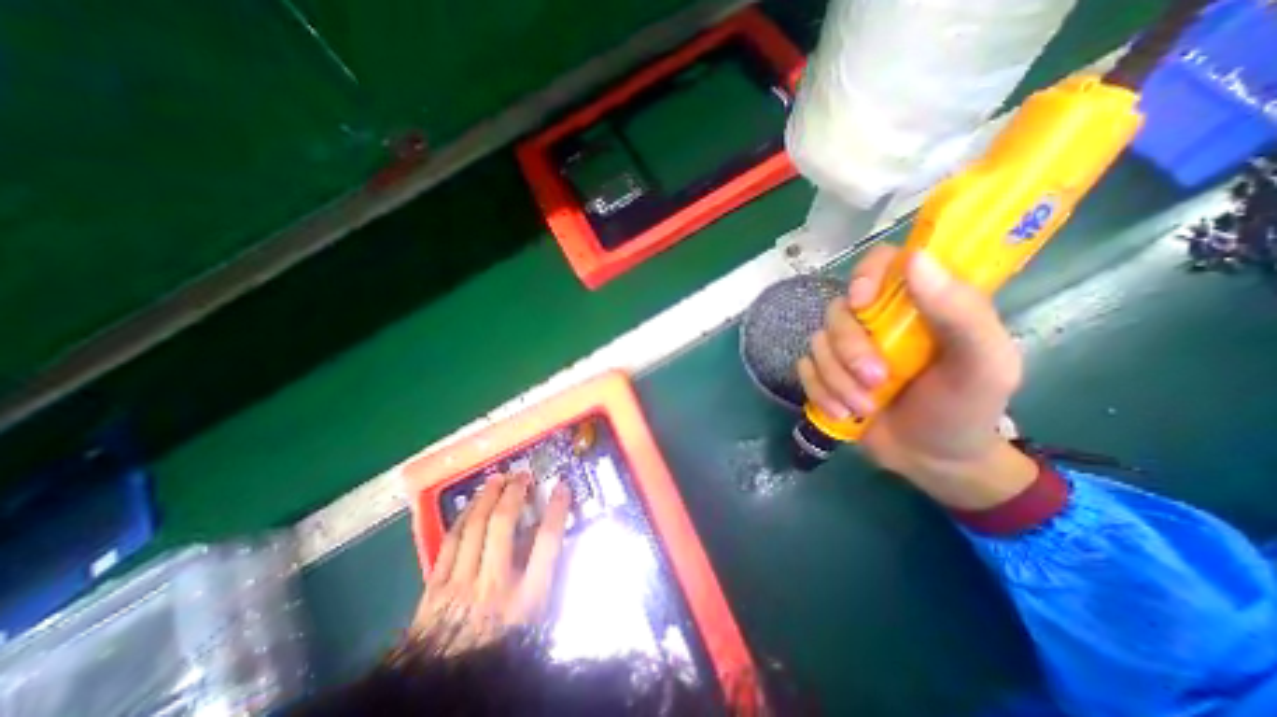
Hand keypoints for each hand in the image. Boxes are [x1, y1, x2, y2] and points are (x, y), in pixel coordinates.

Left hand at [413, 473, 570, 650]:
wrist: (444, 691)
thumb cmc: (499, 652)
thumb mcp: (534, 621)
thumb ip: (542, 579)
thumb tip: (543, 537)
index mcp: (525, 600)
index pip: (547, 542)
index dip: (557, 509)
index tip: (562, 486)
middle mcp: (493, 585)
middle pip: (504, 525)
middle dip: (515, 493)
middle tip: (522, 474)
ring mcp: (460, 585)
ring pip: (474, 527)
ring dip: (487, 497)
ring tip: (497, 478)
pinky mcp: (434, 589)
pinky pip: (450, 543)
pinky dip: (462, 518)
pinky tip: (470, 505)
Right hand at [795, 247, 1034, 510]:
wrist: (932, 460)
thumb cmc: (965, 408)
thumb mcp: (984, 364)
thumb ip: (961, 312)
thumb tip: (916, 259)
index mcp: (917, 304)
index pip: (882, 262)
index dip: (865, 274)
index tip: (863, 303)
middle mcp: (875, 320)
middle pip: (838, 310)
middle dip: (850, 350)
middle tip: (876, 380)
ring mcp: (845, 348)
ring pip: (817, 343)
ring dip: (837, 379)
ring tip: (864, 407)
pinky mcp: (825, 373)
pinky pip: (804, 370)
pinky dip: (820, 392)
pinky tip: (842, 413)